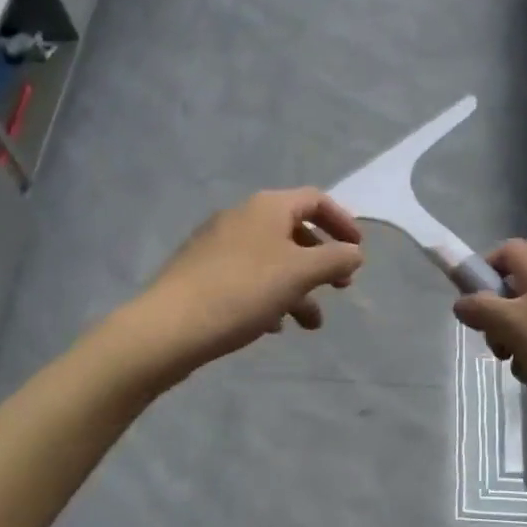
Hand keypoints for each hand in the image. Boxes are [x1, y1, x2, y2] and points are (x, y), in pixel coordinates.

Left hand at [136, 188, 363, 373]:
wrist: (169, 326)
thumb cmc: (243, 291)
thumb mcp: (300, 274)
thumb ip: (335, 259)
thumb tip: (354, 253)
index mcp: (267, 207)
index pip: (315, 200)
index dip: (342, 222)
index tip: (358, 252)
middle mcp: (241, 216)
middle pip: (294, 230)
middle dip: (321, 261)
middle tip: (340, 288)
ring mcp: (217, 243)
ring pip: (271, 259)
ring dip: (298, 287)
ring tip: (309, 325)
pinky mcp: (201, 271)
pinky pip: (246, 276)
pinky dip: (268, 295)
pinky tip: (271, 326)